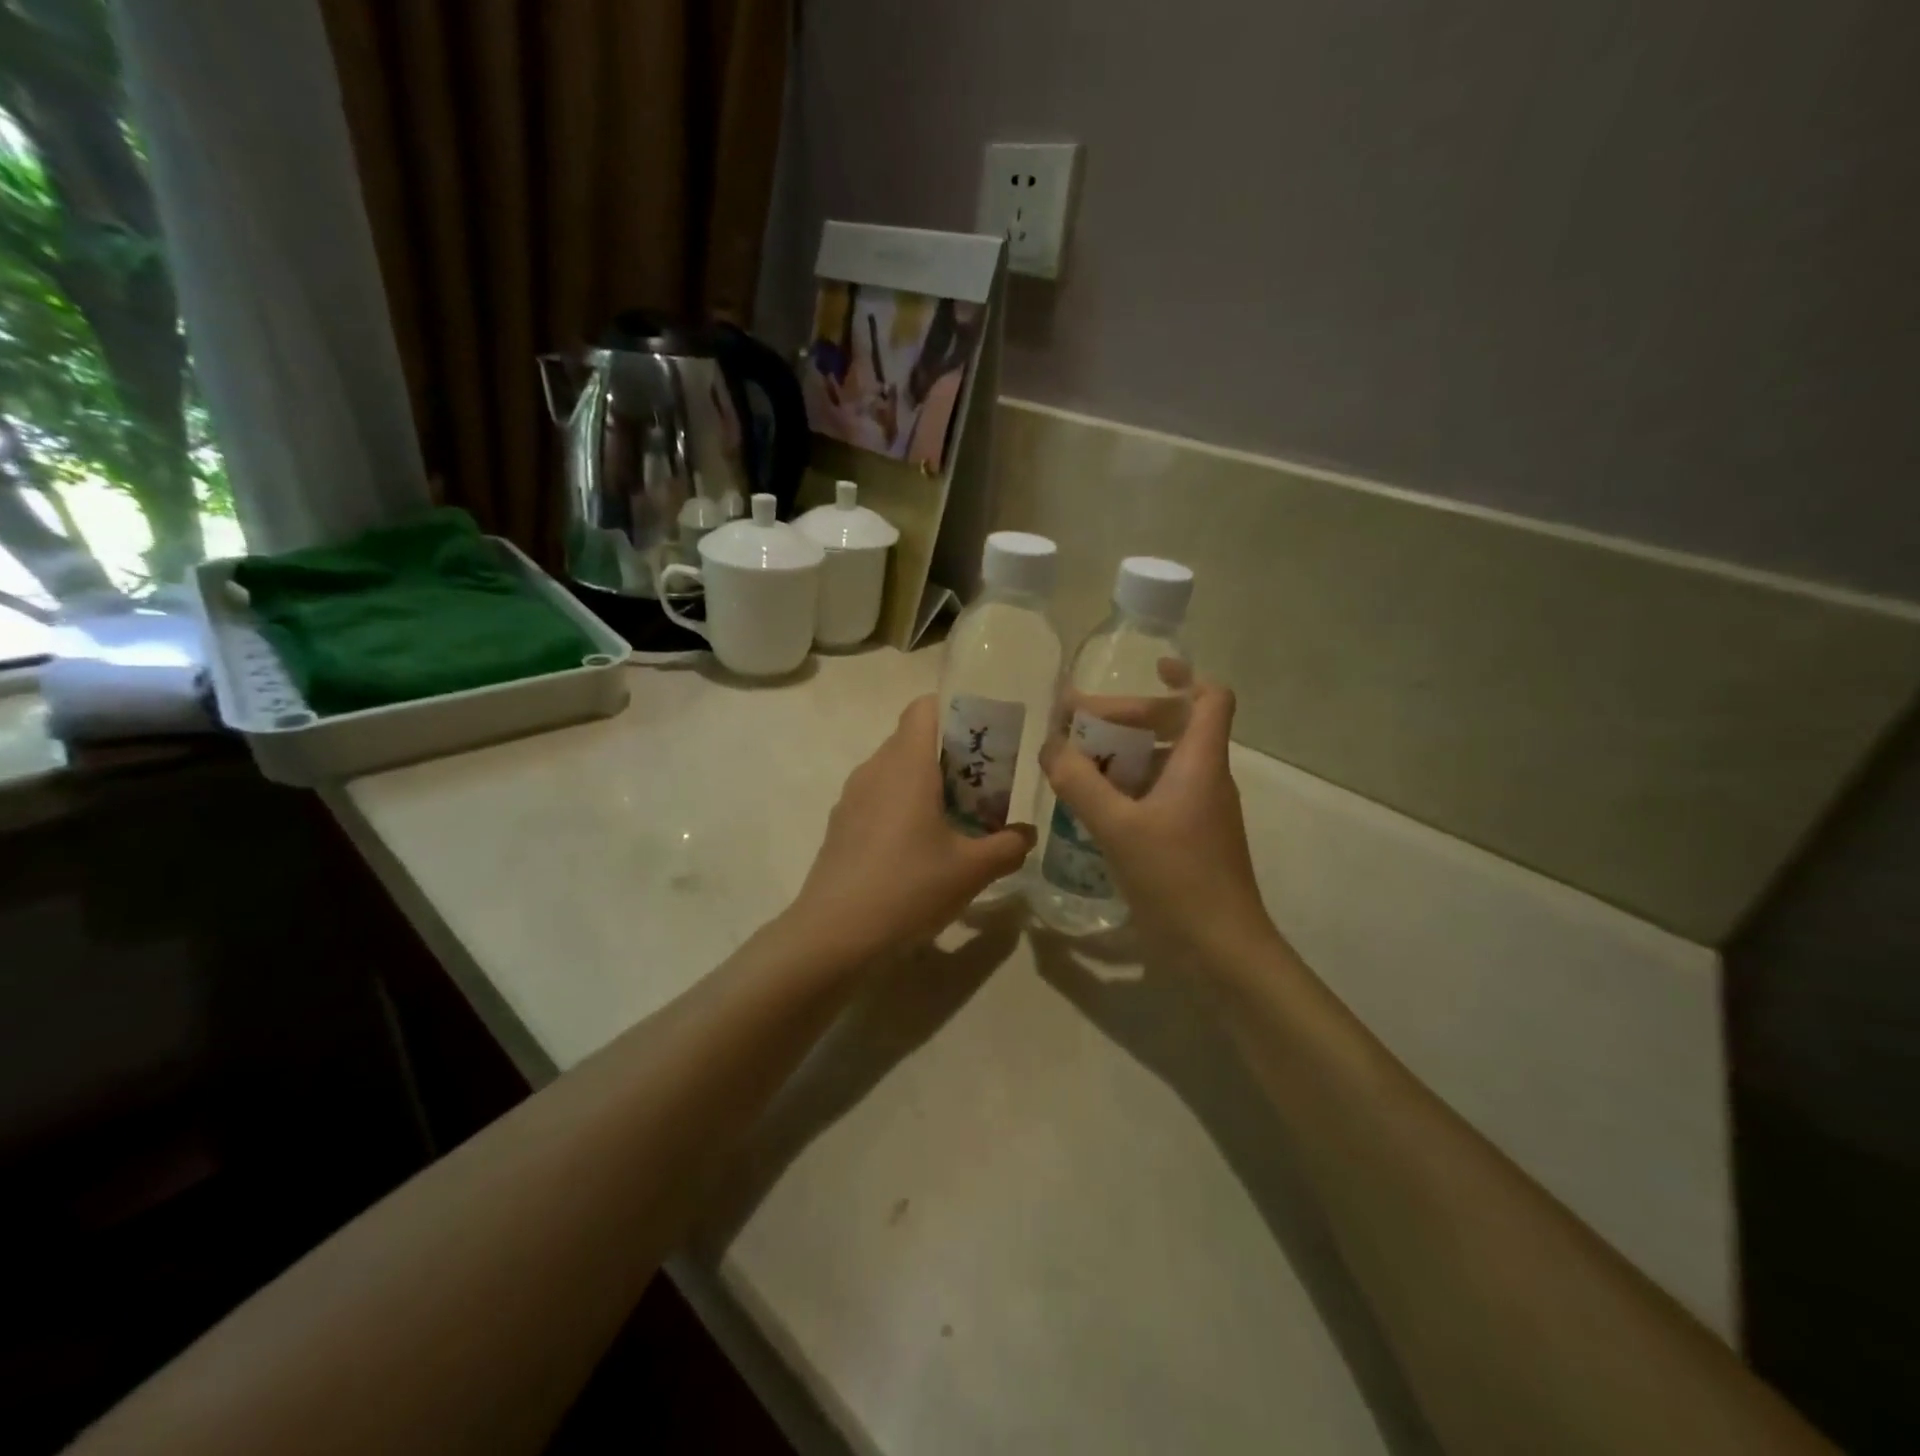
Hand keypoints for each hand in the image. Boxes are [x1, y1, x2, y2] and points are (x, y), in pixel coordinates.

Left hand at [787, 696, 1035, 963]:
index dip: (955, 711)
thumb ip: (1008, 846)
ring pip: (894, 771)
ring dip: (926, 785)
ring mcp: (852, 797)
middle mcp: (875, 769)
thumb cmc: (909, 888)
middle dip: (950, 756)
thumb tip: (1027, 834)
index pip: (925, 707)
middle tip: (983, 788)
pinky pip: (877, 798)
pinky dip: (902, 808)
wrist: (834, 935)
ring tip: (956, 821)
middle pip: (913, 740)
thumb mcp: (972, 870)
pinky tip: (918, 850)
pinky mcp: (840, 825)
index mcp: (907, 764)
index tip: (983, 739)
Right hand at [1040, 680, 1280, 971]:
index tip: (1149, 667)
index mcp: (1200, 763)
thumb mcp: (1118, 827)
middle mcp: (1205, 779)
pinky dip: (1125, 790)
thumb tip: (1051, 746)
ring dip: (1120, 757)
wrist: (1222, 952)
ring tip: (1073, 764)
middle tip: (1075, 724)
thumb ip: (1080, 782)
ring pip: (1161, 764)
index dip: (1184, 676)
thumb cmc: (1177, 879)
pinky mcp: (1189, 839)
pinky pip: (1157, 796)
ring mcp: (1199, 811)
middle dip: (1125, 719)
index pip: (1210, 699)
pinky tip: (1090, 807)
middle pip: (1173, 727)